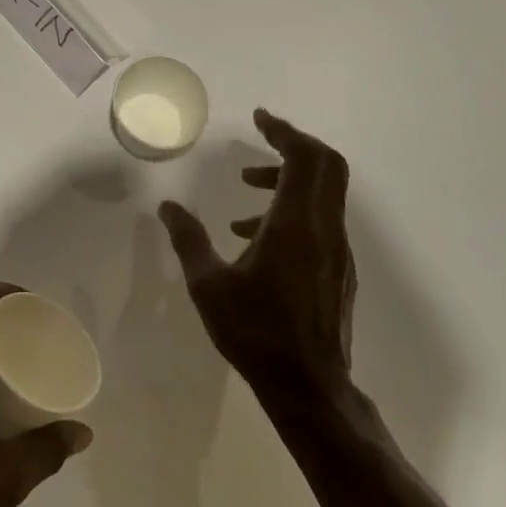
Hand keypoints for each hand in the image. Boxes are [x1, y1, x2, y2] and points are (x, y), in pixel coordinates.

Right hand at [157, 109, 356, 411]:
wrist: (309, 388)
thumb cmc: (255, 332)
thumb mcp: (208, 285)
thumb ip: (188, 239)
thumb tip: (167, 206)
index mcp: (295, 225)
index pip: (304, 158)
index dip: (284, 131)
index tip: (259, 118)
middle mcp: (324, 230)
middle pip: (326, 167)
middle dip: (292, 146)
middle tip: (258, 141)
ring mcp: (337, 251)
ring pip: (323, 194)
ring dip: (288, 179)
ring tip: (245, 191)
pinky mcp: (338, 271)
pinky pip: (320, 220)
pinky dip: (292, 208)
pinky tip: (255, 237)